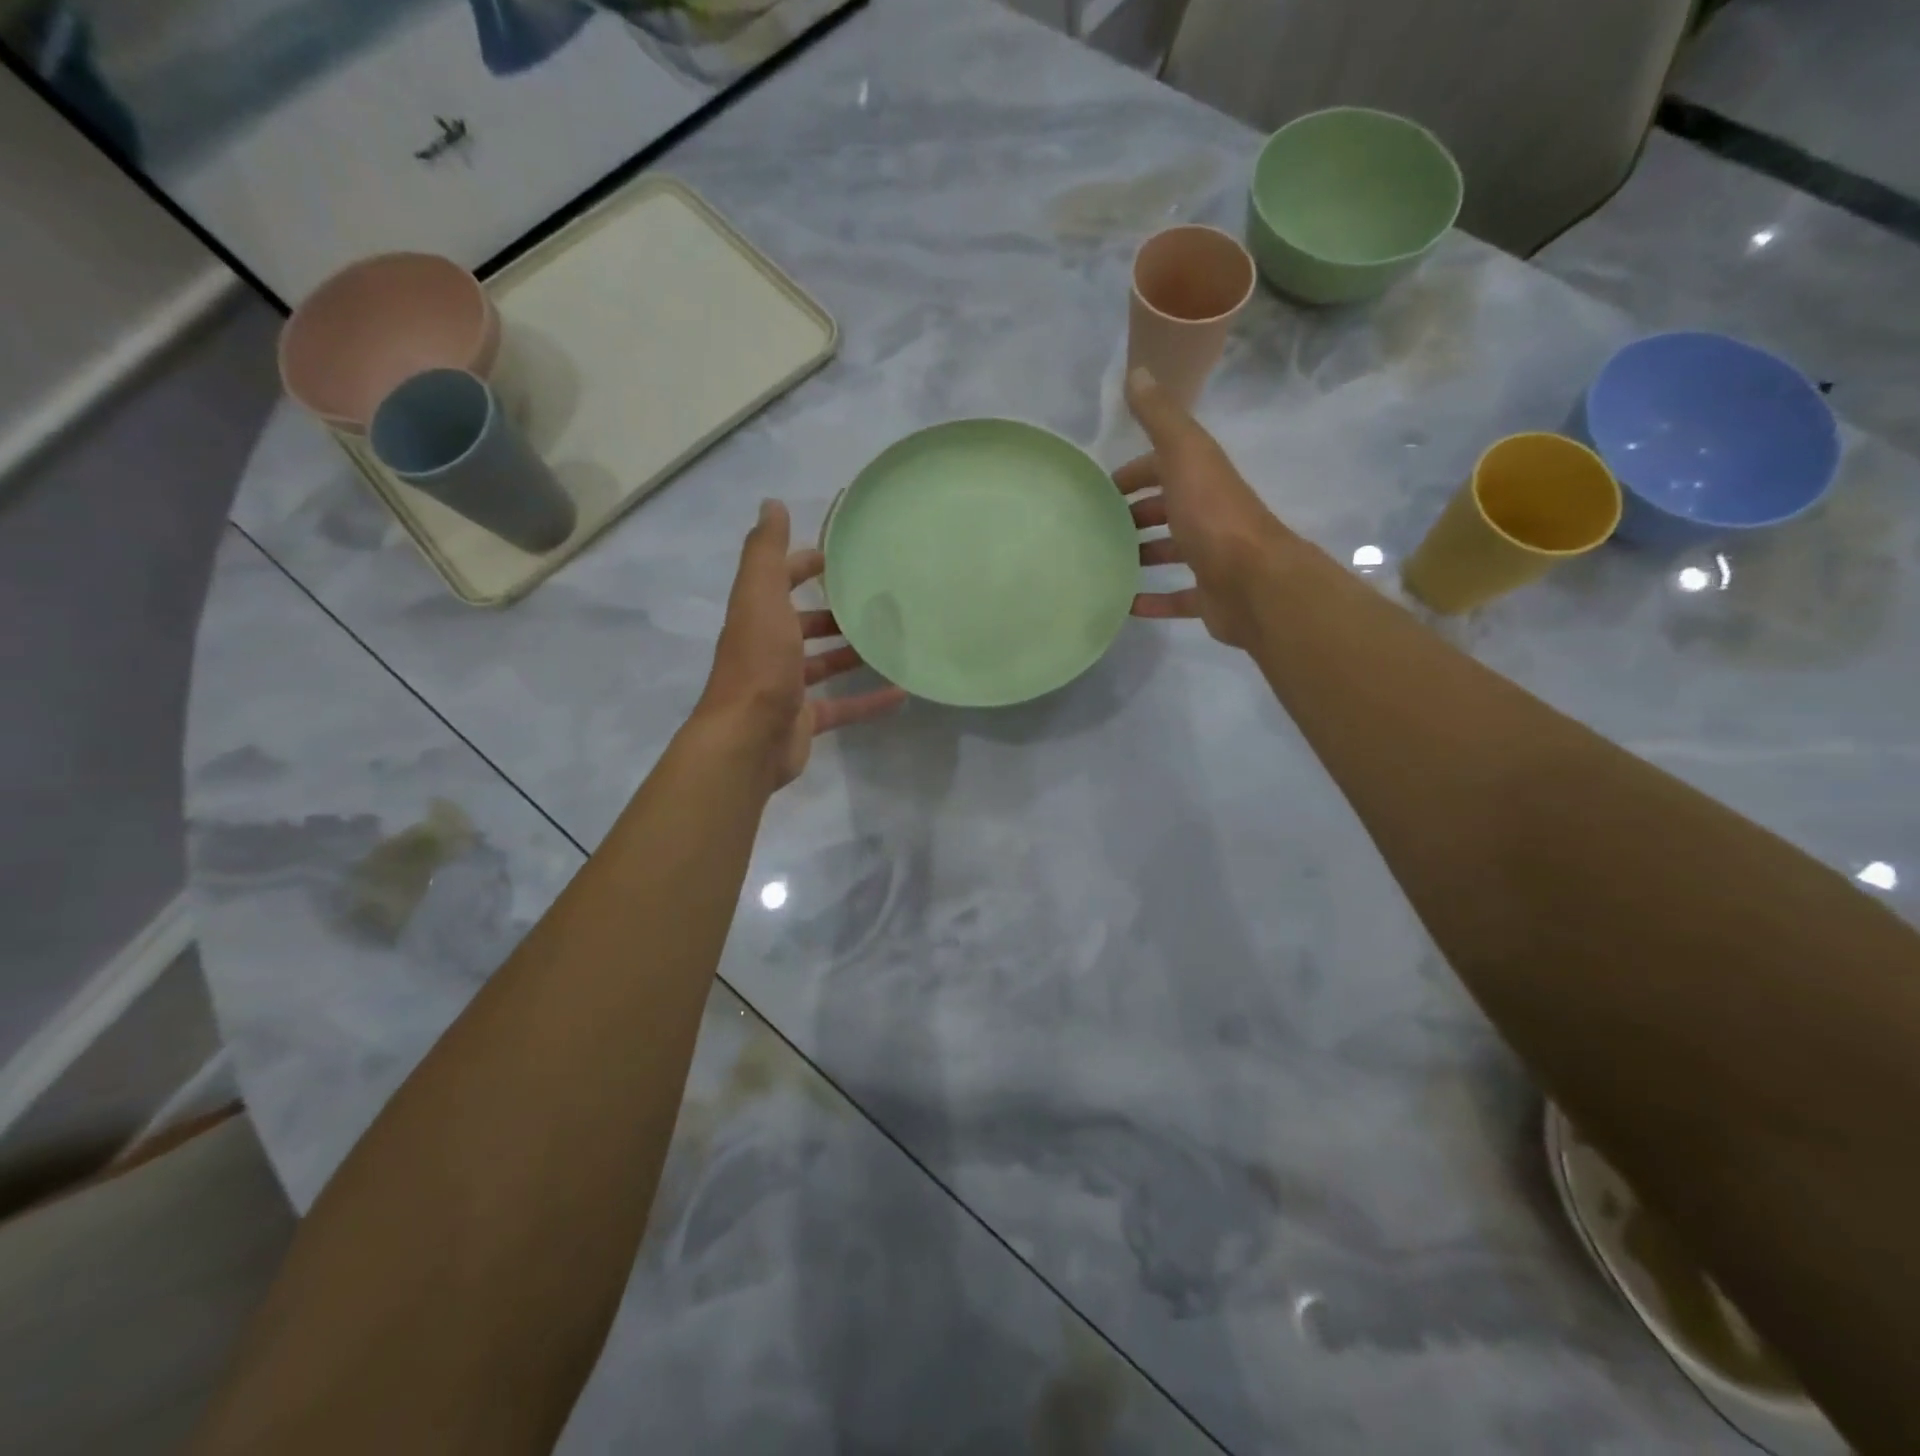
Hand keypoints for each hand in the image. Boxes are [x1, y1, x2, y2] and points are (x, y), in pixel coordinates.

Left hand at [696, 500, 907, 788]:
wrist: (747, 741)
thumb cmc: (758, 664)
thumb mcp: (761, 599)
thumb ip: (766, 554)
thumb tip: (772, 504)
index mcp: (758, 617)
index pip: (779, 581)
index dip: (803, 565)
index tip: (840, 558)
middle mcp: (769, 649)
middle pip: (803, 624)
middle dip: (833, 612)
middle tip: (876, 603)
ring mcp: (787, 687)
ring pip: (823, 665)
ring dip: (852, 654)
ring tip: (891, 643)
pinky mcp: (804, 720)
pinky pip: (842, 706)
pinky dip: (869, 701)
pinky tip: (900, 694)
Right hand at [1119, 367, 1292, 647]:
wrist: (1254, 581)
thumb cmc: (1213, 516)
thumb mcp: (1184, 455)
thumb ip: (1160, 417)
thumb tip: (1137, 370)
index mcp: (1201, 478)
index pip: (1164, 466)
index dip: (1134, 473)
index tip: (1101, 490)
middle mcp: (1208, 513)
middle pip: (1167, 508)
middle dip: (1135, 514)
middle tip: (1097, 528)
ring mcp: (1211, 557)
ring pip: (1172, 551)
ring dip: (1143, 553)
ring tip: (1106, 562)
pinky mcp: (1209, 596)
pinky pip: (1177, 597)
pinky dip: (1152, 600)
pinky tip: (1125, 604)